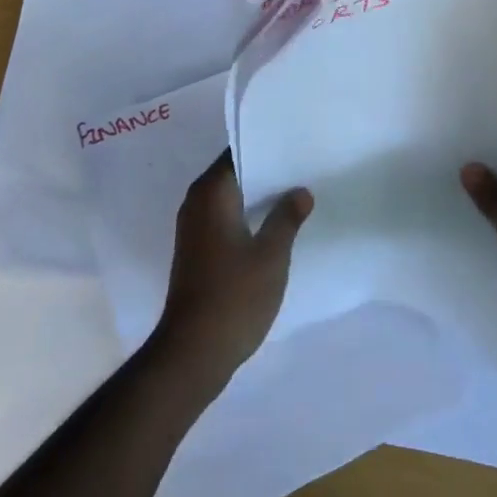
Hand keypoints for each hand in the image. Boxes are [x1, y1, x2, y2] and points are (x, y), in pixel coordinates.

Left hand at [157, 150, 311, 383]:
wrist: (193, 352)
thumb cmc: (234, 296)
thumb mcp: (271, 254)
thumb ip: (287, 217)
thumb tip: (300, 191)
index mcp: (211, 192)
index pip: (238, 152)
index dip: (266, 146)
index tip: (294, 143)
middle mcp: (197, 202)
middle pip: (234, 173)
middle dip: (265, 171)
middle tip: (302, 167)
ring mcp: (193, 228)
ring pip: (230, 198)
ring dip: (257, 196)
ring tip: (295, 193)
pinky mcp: (196, 250)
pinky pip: (225, 218)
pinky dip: (247, 216)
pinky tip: (274, 226)